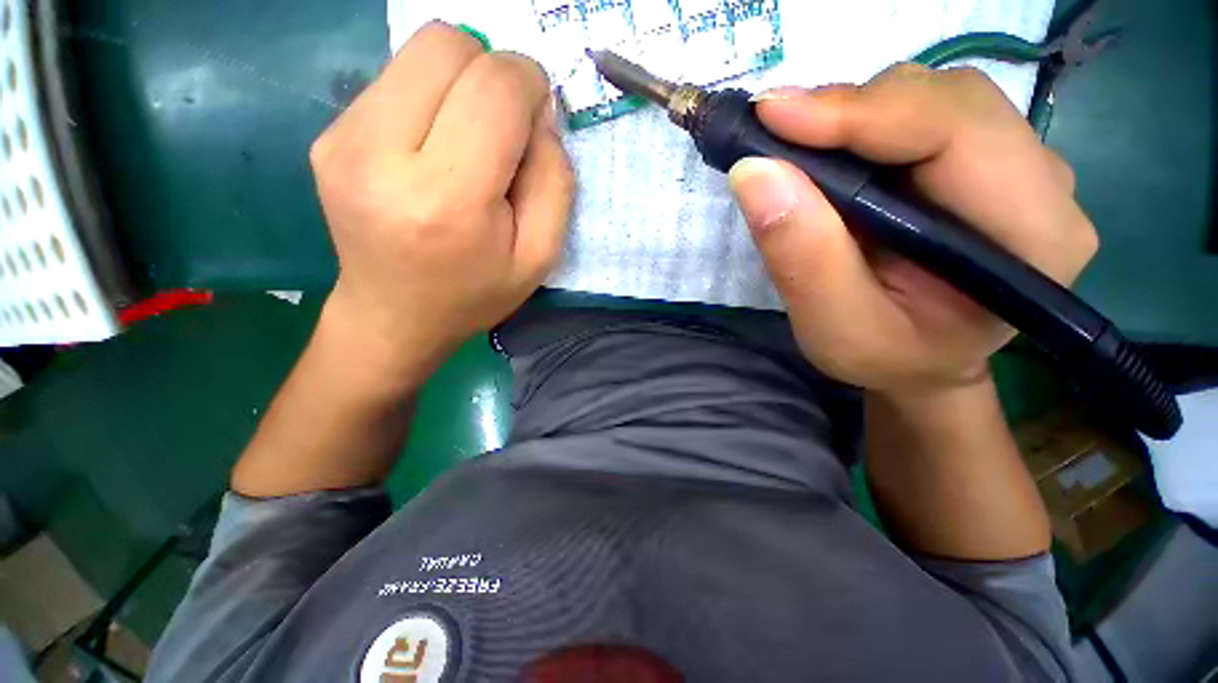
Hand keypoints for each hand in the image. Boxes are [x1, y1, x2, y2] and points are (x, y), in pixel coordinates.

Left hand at [309, 22, 573, 377]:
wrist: (395, 316)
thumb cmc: (476, 292)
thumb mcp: (540, 255)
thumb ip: (554, 180)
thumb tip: (539, 112)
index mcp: (447, 198)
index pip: (494, 88)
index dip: (528, 84)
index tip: (537, 118)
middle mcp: (381, 154)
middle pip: (448, 45)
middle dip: (492, 72)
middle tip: (503, 127)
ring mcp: (343, 139)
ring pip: (419, 52)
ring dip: (460, 83)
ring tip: (467, 141)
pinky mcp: (328, 135)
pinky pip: (395, 79)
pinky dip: (430, 99)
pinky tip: (433, 149)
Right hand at [729, 64, 1097, 395]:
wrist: (922, 364)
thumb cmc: (886, 358)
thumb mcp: (835, 328)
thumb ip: (803, 257)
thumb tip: (755, 173)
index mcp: (1032, 237)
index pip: (956, 131)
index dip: (860, 112)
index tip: (771, 114)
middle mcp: (1042, 185)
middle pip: (948, 101)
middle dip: (853, 110)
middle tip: (775, 134)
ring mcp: (1018, 167)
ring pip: (935, 98)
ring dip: (855, 116)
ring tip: (798, 149)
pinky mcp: (984, 163)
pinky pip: (924, 115)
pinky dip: (864, 125)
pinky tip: (830, 154)